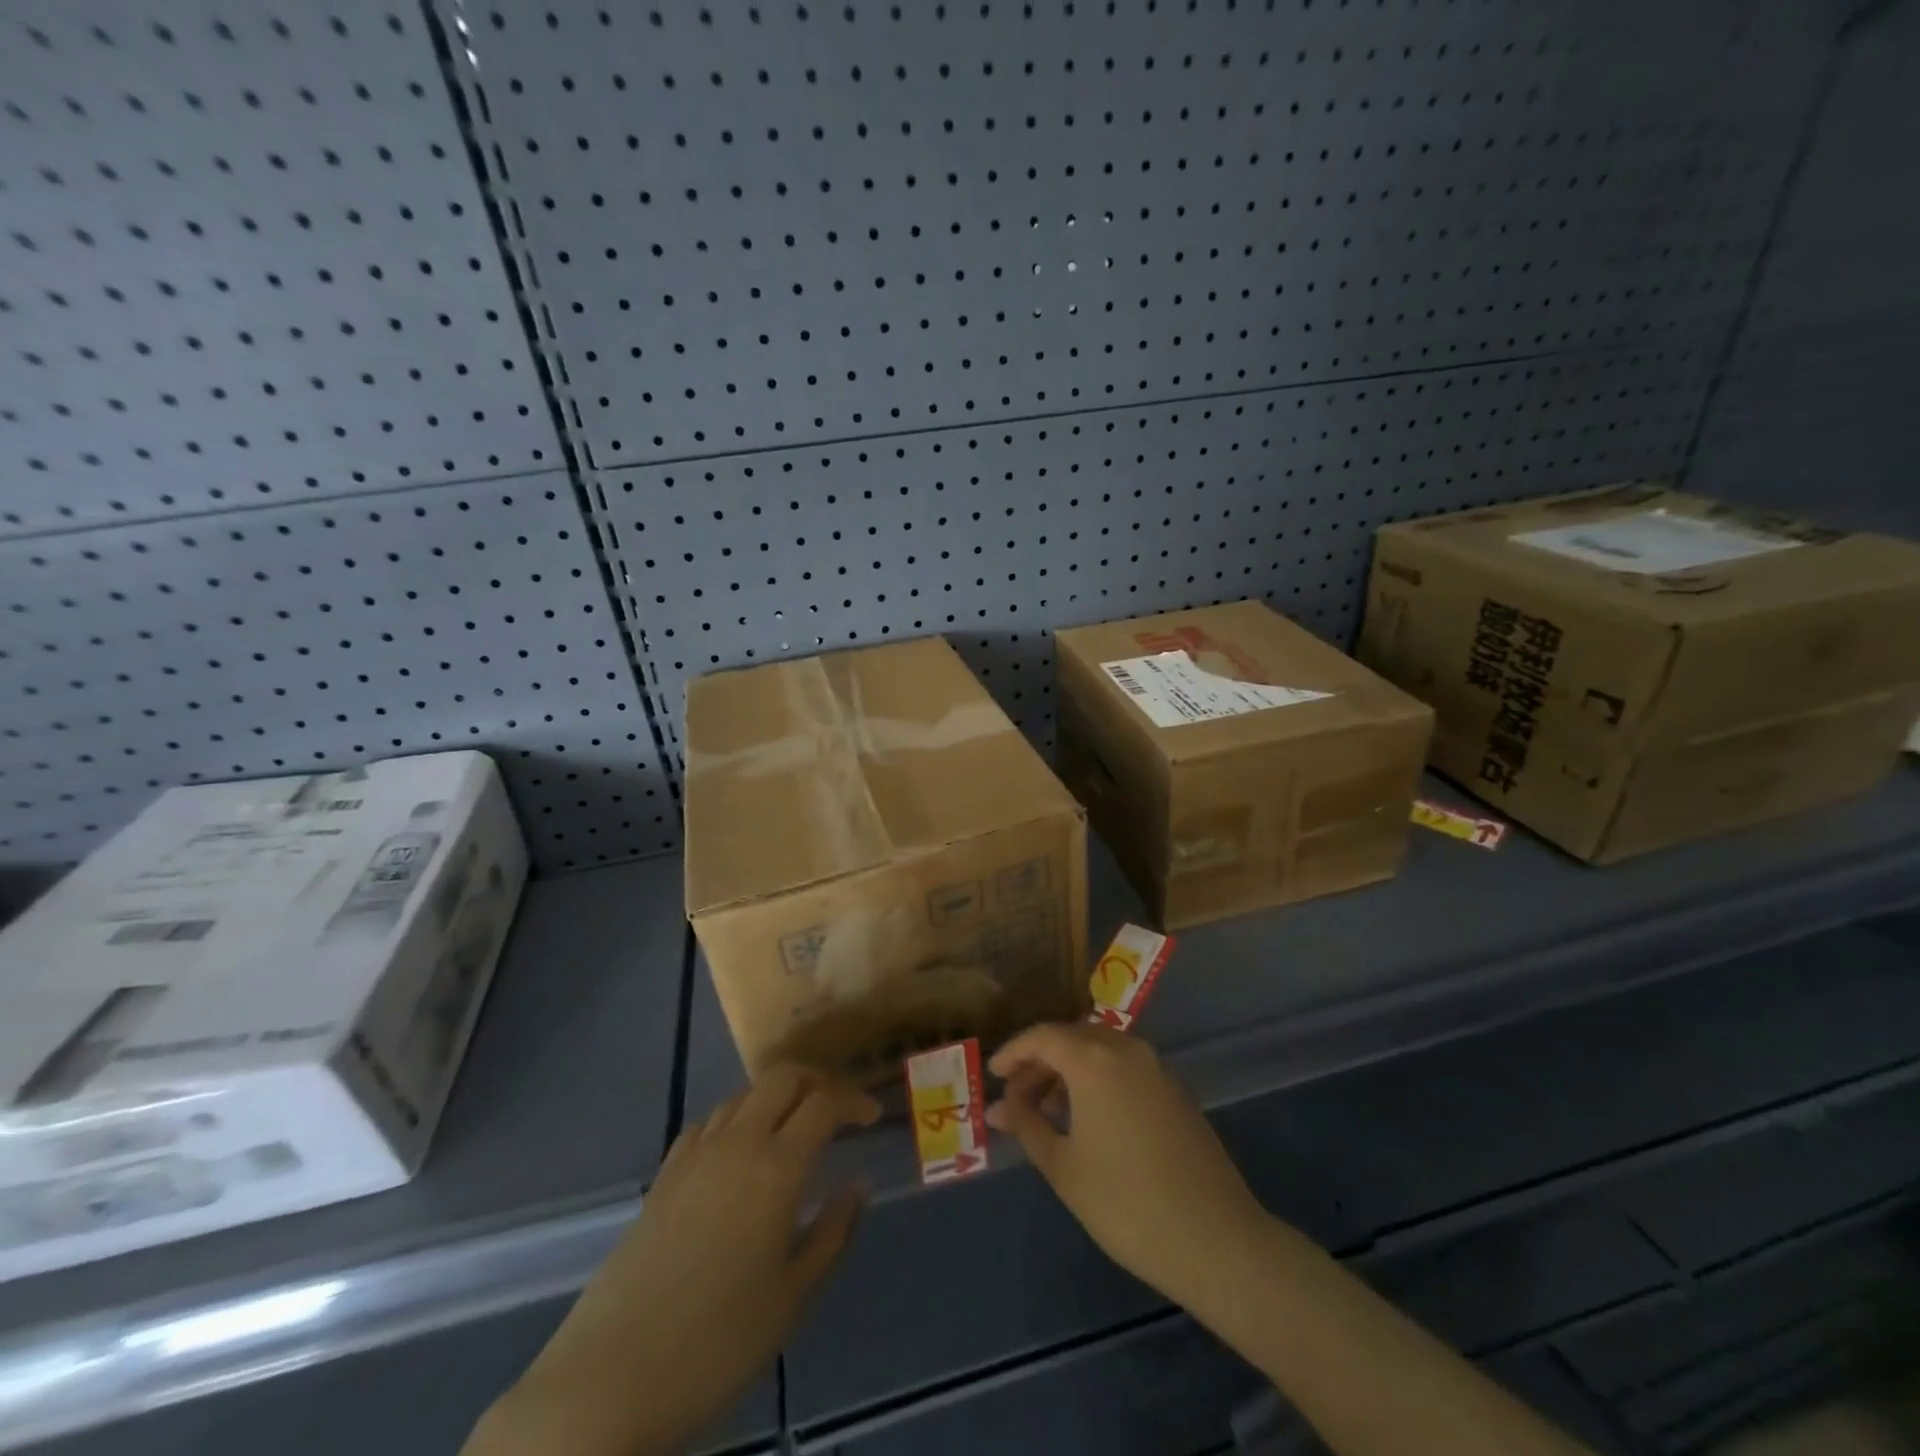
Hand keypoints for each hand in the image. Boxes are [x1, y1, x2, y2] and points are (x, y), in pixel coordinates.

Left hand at [471, 1067, 878, 1455]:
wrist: (609, 1379)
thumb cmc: (717, 1343)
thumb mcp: (793, 1296)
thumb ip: (834, 1231)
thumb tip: (859, 1182)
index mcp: (777, 1168)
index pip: (825, 1103)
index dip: (855, 1100)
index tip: (873, 1117)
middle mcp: (738, 1143)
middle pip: (782, 1077)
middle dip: (816, 1080)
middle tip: (837, 1109)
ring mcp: (695, 1154)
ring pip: (744, 1094)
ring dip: (775, 1097)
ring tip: (792, 1129)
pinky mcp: (664, 1174)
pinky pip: (709, 1121)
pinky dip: (736, 1118)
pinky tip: (739, 1152)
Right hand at [987, 1023, 1268, 1310]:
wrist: (1216, 1239)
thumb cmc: (1126, 1203)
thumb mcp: (1064, 1167)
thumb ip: (1027, 1127)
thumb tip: (998, 1108)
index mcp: (1094, 1059)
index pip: (1042, 1037)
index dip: (1013, 1052)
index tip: (993, 1075)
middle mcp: (1125, 1048)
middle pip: (1071, 1037)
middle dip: (1039, 1061)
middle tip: (1016, 1098)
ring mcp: (1155, 1067)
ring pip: (1099, 1050)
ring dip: (1068, 1070)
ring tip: (1047, 1111)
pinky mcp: (1174, 1089)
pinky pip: (1123, 1066)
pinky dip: (1097, 1078)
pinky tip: (1087, 1118)